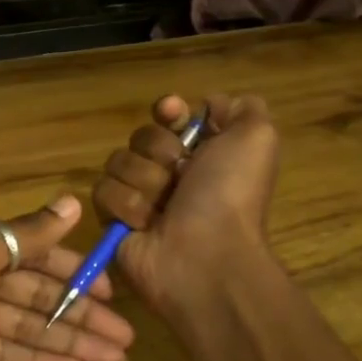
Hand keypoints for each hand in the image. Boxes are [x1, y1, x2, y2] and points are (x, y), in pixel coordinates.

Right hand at [92, 93, 281, 316]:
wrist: (205, 255)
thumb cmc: (230, 195)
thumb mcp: (257, 138)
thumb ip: (240, 108)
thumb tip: (207, 105)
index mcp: (204, 153)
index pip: (170, 116)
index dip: (169, 111)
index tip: (173, 114)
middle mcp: (172, 173)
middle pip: (142, 136)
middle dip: (159, 152)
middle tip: (181, 177)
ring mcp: (141, 197)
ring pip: (118, 162)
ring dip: (144, 182)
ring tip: (164, 209)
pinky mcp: (114, 220)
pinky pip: (103, 191)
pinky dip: (127, 207)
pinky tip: (146, 225)